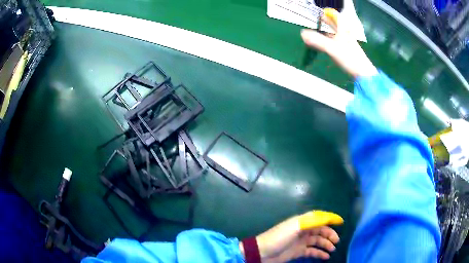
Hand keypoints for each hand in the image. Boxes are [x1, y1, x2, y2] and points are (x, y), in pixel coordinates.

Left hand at [240, 211, 343, 262]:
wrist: (262, 253)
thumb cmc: (278, 238)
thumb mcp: (294, 228)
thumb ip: (310, 221)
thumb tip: (326, 216)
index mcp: (302, 222)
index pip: (319, 217)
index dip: (330, 218)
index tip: (341, 222)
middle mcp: (303, 230)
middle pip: (320, 230)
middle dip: (329, 234)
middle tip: (336, 241)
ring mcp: (301, 242)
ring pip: (317, 241)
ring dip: (326, 244)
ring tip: (332, 249)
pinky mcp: (298, 251)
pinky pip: (312, 251)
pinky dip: (319, 253)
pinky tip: (325, 257)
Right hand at [300, 8, 377, 78]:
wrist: (363, 73)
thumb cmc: (350, 58)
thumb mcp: (332, 48)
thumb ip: (317, 40)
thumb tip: (302, 33)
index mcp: (343, 29)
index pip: (336, 16)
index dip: (328, 13)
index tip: (320, 13)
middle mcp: (346, 33)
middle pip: (336, 23)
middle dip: (327, 21)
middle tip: (319, 19)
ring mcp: (347, 42)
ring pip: (337, 32)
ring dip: (328, 30)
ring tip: (319, 30)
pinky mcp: (348, 50)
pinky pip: (337, 41)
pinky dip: (331, 39)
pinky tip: (327, 43)